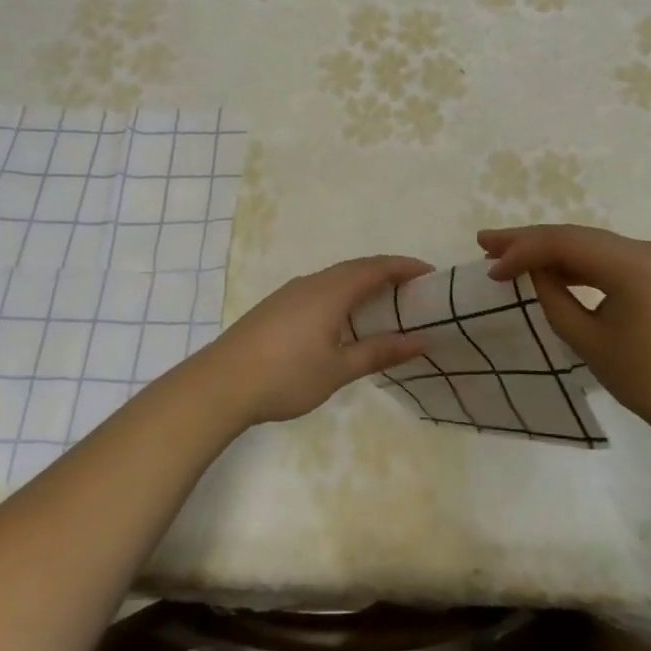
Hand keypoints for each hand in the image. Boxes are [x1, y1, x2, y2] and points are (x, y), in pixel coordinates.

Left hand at [191, 255, 431, 428]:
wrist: (220, 384)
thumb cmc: (286, 375)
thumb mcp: (338, 368)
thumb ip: (379, 351)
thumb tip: (421, 341)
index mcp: (330, 291)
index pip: (376, 268)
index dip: (405, 267)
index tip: (430, 274)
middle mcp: (311, 283)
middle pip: (355, 268)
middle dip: (386, 274)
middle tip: (413, 291)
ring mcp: (289, 293)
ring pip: (334, 279)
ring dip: (362, 285)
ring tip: (384, 305)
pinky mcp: (275, 307)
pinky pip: (319, 290)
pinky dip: (342, 296)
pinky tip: (343, 321)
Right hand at [479, 225, 650, 438]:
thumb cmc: (648, 381)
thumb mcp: (588, 340)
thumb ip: (554, 297)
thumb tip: (535, 271)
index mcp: (635, 264)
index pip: (566, 242)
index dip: (522, 250)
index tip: (489, 267)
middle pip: (580, 237)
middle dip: (531, 241)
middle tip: (486, 243)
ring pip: (595, 247)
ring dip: (554, 252)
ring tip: (509, 255)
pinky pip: (614, 260)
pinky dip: (581, 265)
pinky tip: (553, 271)